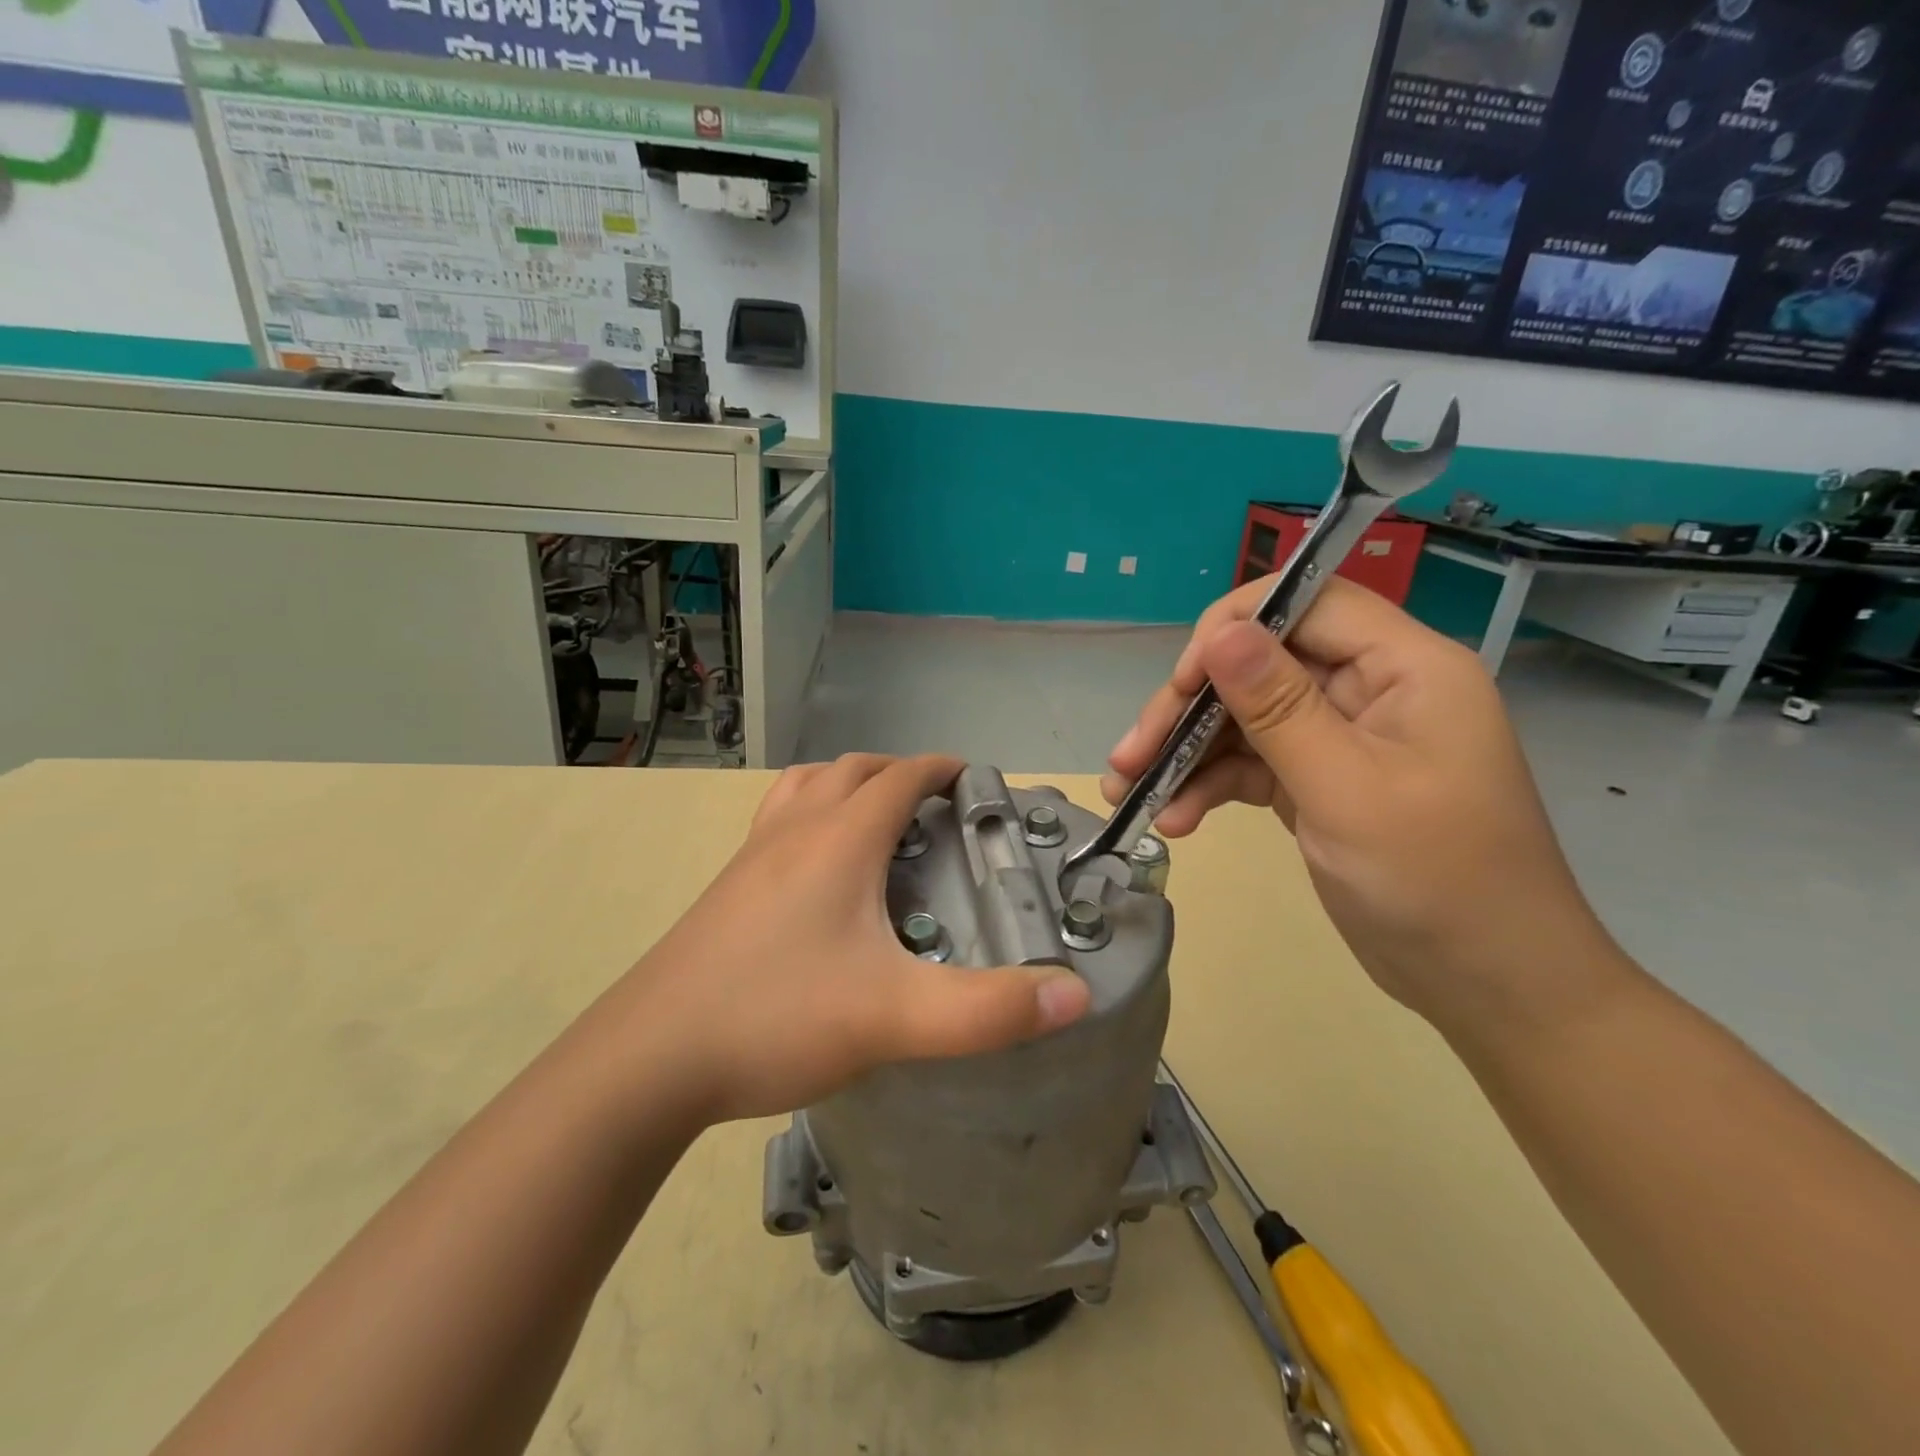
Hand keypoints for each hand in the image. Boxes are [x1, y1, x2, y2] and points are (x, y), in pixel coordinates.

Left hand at [602, 754, 1091, 1123]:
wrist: (649, 1060)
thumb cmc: (777, 1018)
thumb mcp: (896, 1018)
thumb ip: (990, 1010)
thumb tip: (1075, 994)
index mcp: (839, 839)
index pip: (901, 776)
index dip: (943, 769)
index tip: (977, 783)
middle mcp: (794, 830)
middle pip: (852, 770)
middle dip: (900, 774)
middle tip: (937, 809)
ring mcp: (752, 855)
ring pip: (807, 788)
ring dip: (848, 786)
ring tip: (877, 823)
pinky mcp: (726, 887)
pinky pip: (776, 822)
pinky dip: (809, 816)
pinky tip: (815, 871)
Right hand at [1104, 577, 1615, 1030]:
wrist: (1486, 982)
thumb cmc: (1435, 881)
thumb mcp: (1345, 789)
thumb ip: (1278, 707)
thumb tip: (1218, 633)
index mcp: (1403, 667)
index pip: (1307, 603)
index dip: (1235, 627)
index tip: (1182, 682)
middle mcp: (1369, 688)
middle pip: (1261, 664)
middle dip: (1190, 708)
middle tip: (1130, 754)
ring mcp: (1340, 737)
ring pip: (1245, 717)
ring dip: (1186, 753)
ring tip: (1129, 793)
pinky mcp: (1318, 780)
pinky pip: (1251, 764)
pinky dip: (1210, 786)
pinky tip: (1176, 820)